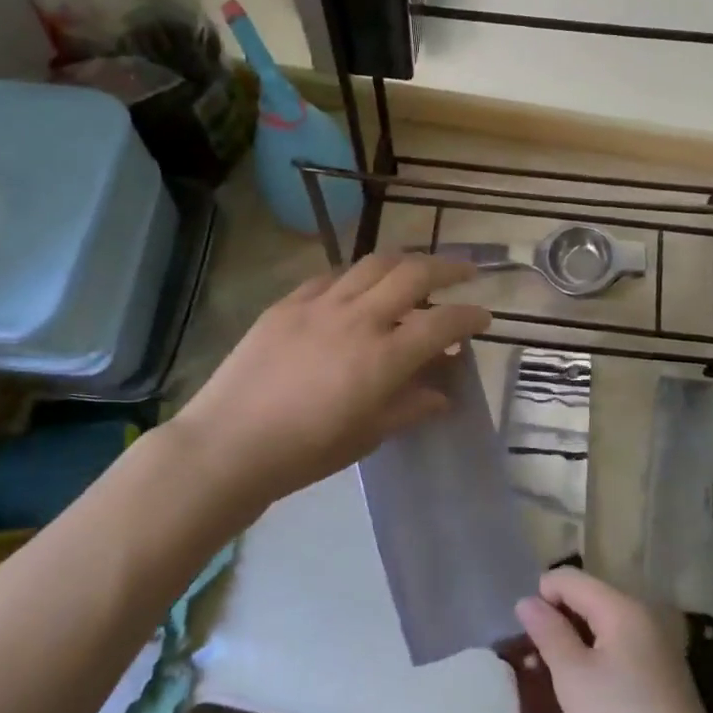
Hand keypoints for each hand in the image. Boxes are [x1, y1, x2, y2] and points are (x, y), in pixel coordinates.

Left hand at [173, 253, 491, 512]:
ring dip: (405, 261)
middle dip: (448, 266)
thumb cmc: (305, 452)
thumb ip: (410, 407)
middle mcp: (358, 318)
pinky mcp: (288, 302)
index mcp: (383, 357)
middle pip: (414, 273)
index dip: (470, 316)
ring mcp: (320, 304)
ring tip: (417, 269)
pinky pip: (333, 275)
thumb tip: (443, 393)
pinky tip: (360, 285)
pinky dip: (358, 275)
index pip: (442, 323)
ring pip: (373, 263)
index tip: (483, 318)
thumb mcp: (368, 435)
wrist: (229, 443)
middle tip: (466, 272)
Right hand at [517, 567, 712, 712]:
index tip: (530, 636)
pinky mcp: (664, 668)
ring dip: (579, 641)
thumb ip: (549, 633)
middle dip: (561, 619)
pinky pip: (622, 644)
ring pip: (605, 623)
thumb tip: (527, 601)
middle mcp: (642, 613)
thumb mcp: (573, 676)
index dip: (542, 597)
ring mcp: (657, 641)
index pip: (570, 579)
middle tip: (544, 660)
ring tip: (564, 677)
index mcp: (620, 606)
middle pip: (589, 597)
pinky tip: (594, 692)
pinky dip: (601, 656)